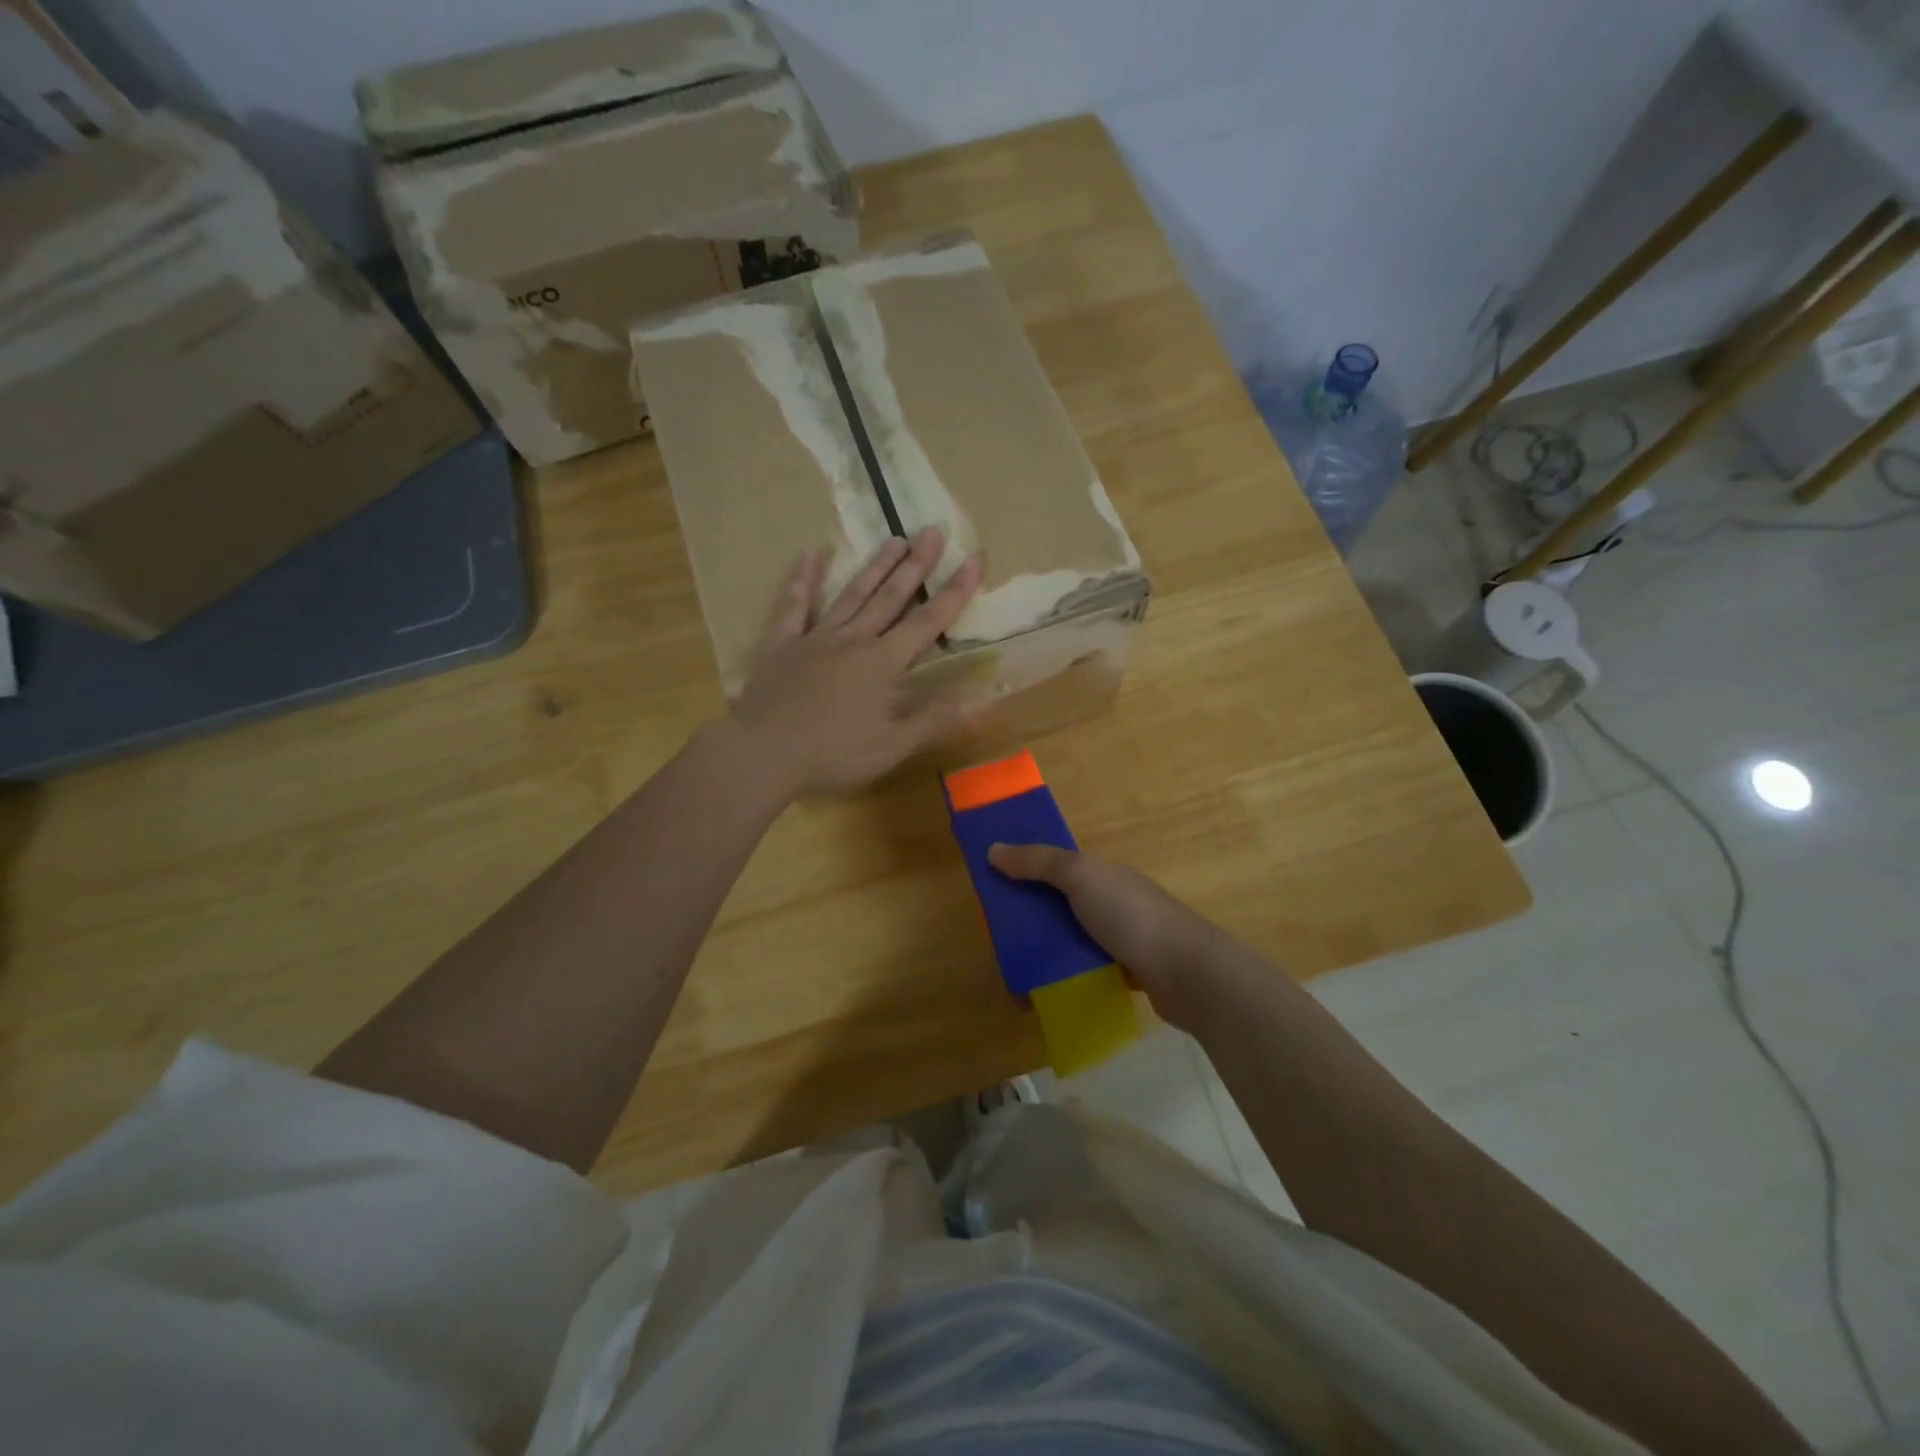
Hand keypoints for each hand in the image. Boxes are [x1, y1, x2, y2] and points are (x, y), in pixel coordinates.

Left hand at [730, 528, 982, 797]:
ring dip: (875, 566)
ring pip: (851, 594)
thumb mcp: (890, 748)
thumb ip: (930, 722)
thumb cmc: (832, 754)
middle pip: (890, 596)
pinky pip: (793, 605)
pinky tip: (810, 554)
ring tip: (894, 538)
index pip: (928, 621)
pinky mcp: (781, 643)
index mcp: (883, 663)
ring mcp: (815, 637)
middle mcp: (854, 640)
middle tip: (932, 530)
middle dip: (916, 564)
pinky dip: (802, 579)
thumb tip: (971, 702)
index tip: (974, 558)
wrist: (763, 753)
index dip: (955, 590)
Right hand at [986, 844, 1226, 1028]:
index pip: (1056, 867)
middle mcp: (1112, 902)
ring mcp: (1123, 939)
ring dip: (1046, 956)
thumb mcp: (1080, 877)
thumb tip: (994, 849)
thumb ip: (1039, 862)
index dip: (1025, 872)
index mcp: (1102, 874)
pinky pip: (1087, 972)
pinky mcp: (1128, 973)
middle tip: (1000, 942)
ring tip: (1016, 978)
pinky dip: (1066, 981)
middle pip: (1060, 906)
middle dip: (1031, 921)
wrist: (1188, 974)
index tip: (994, 890)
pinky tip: (1045, 997)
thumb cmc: (1131, 917)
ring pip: (1072, 942)